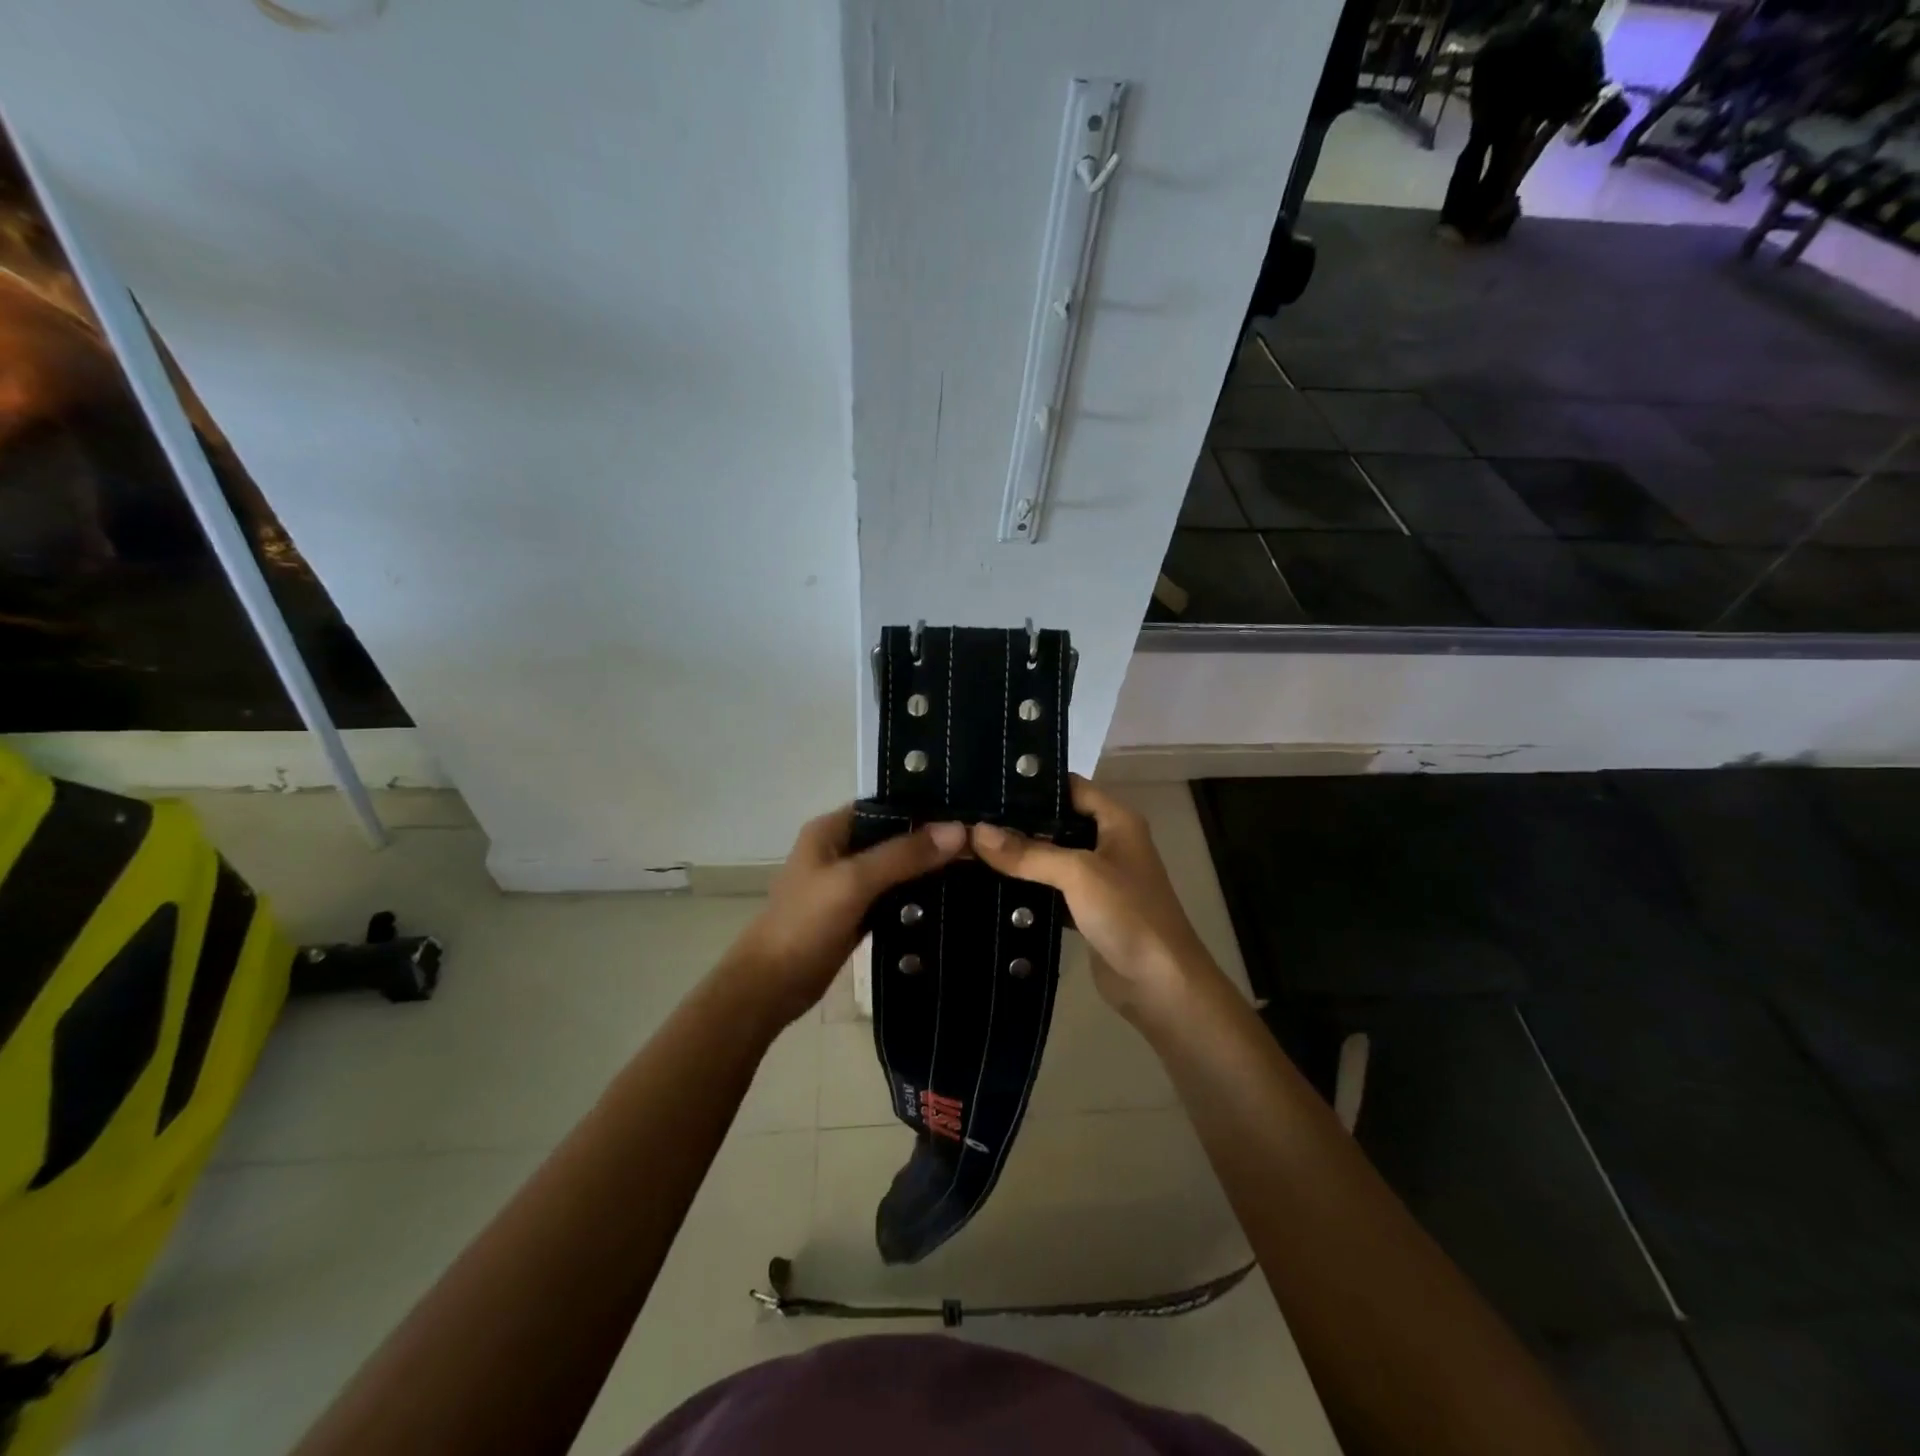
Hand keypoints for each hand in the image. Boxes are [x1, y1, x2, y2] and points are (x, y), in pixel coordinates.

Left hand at [723, 807, 965, 1026]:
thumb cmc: (805, 924)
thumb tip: (957, 830)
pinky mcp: (857, 912)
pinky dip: (917, 896)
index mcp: (831, 829)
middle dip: (931, 839)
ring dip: (927, 868)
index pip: (885, 805)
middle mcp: (840, 849)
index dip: (923, 806)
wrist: (772, 987)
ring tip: (977, 864)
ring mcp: (848, 883)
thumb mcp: (854, 882)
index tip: (965, 812)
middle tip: (980, 841)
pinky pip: (894, 895)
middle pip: (894, 836)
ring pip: (896, 867)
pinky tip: (952, 897)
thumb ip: (903, 854)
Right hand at [970, 776, 1219, 1021]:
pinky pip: (1051, 888)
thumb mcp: (1078, 873)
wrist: (1161, 985)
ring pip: (1051, 856)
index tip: (987, 783)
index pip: (1070, 786)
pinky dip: (1026, 886)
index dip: (1033, 782)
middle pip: (1057, 821)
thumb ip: (1028, 852)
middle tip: (968, 816)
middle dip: (1017, 821)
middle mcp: (1108, 842)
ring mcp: (1098, 878)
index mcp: (1116, 820)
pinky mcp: (1087, 909)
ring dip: (1019, 855)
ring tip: (969, 844)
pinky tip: (989, 883)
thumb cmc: (1128, 914)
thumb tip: (976, 832)